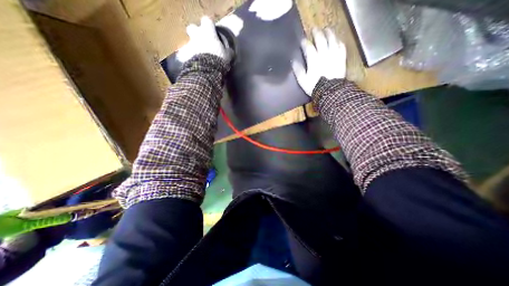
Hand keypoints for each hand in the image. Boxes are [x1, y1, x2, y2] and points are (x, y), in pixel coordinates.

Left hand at [176, 15, 232, 61]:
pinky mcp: (186, 55)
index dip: (210, 26)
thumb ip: (228, 51)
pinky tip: (198, 64)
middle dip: (196, 33)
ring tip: (202, 57)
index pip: (207, 21)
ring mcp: (190, 45)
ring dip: (195, 47)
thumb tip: (231, 51)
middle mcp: (197, 35)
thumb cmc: (218, 59)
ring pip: (190, 42)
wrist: (206, 70)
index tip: (214, 32)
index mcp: (208, 32)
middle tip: (203, 41)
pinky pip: (188, 54)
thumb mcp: (227, 56)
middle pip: (192, 28)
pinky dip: (192, 58)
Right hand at [290, 28, 345, 96]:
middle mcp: (324, 54)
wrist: (329, 92)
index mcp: (313, 59)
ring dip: (329, 33)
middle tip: (314, 29)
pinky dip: (338, 41)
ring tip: (326, 30)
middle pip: (320, 39)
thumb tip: (293, 61)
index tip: (302, 41)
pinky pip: (341, 46)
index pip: (308, 47)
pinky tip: (337, 40)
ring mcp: (334, 55)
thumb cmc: (314, 86)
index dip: (304, 42)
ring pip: (332, 39)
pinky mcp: (341, 58)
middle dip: (316, 33)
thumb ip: (298, 70)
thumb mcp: (302, 80)